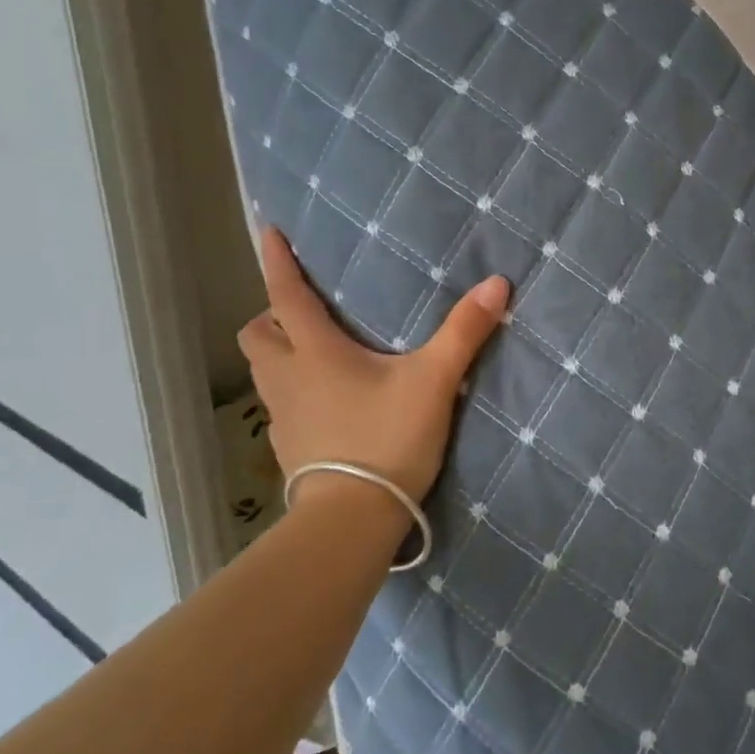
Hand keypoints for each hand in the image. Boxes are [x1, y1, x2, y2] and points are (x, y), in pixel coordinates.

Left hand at [237, 226, 509, 500]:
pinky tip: (327, 403)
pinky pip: (280, 406)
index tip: (270, 234)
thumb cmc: (387, 439)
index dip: (277, 263)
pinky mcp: (288, 449)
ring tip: (316, 354)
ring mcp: (283, 417)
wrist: (352, 519)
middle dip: (272, 316)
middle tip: (304, 313)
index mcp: (315, 353)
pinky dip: (294, 392)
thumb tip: (498, 283)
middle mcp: (287, 379)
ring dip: (280, 354)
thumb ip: (464, 332)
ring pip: (264, 372)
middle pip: (256, 336)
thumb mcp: (433, 381)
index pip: (286, 296)